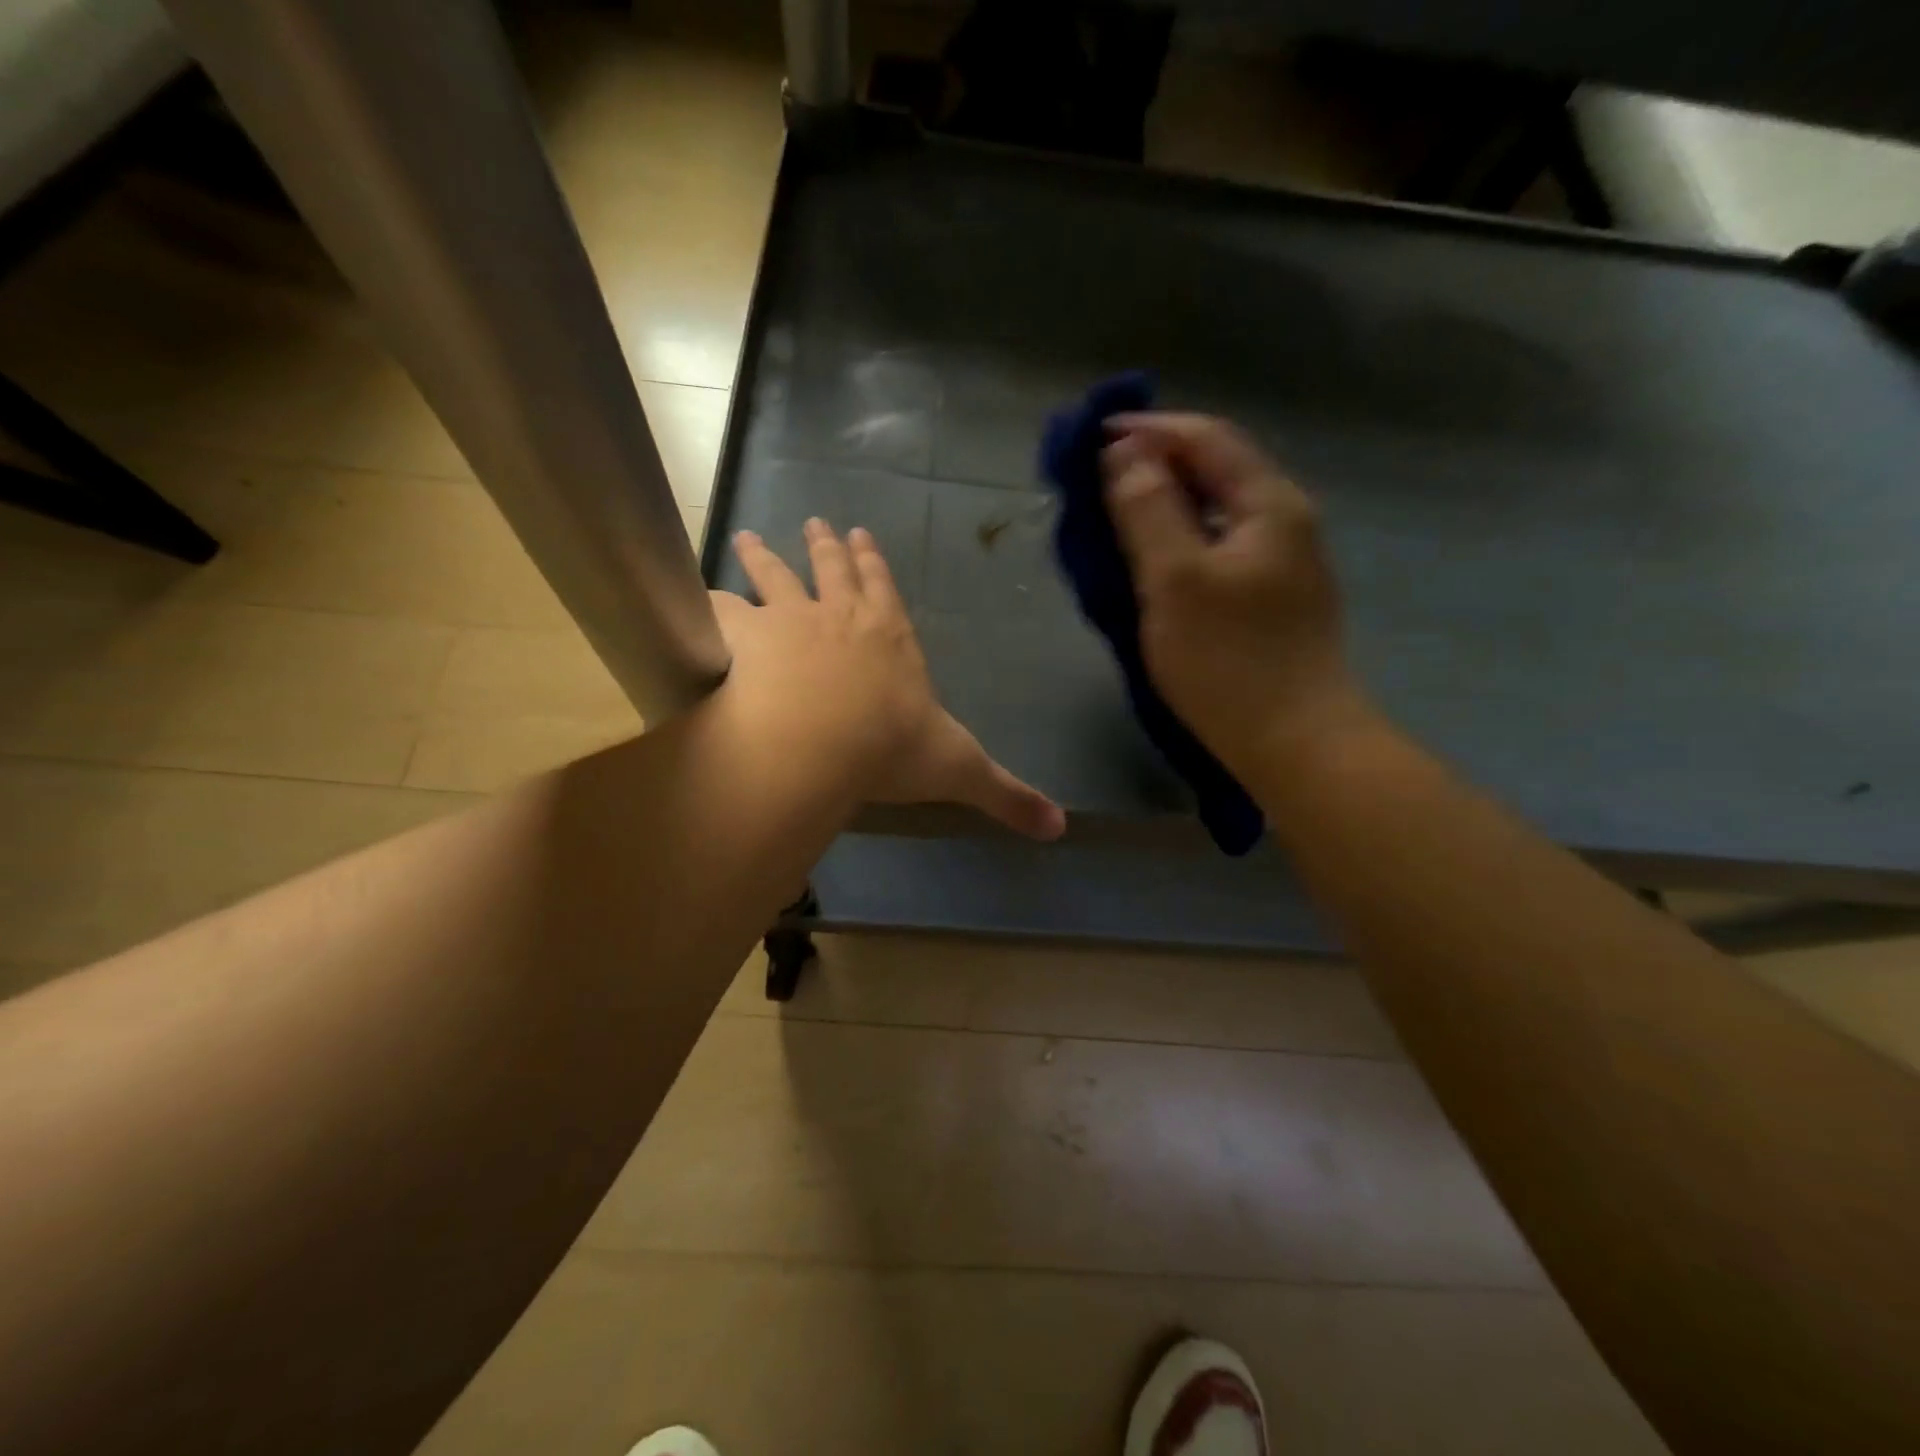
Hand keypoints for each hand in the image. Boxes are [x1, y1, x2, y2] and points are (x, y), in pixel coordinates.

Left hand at [717, 520, 1065, 839]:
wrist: (819, 744)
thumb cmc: (892, 750)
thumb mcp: (960, 772)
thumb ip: (1008, 797)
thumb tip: (1061, 830)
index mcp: (891, 639)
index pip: (884, 589)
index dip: (873, 562)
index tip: (859, 534)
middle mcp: (842, 617)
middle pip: (832, 571)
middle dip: (826, 546)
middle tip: (815, 522)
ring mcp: (790, 621)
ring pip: (775, 579)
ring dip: (763, 558)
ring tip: (746, 538)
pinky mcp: (746, 638)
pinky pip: (722, 612)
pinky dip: (711, 604)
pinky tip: (699, 599)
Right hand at [1101, 414, 1370, 777]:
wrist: (1295, 743)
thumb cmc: (1229, 660)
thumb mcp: (1175, 579)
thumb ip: (1149, 509)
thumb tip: (1124, 454)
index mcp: (1269, 504)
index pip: (1206, 437)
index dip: (1148, 429)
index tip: (1091, 438)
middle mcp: (1285, 521)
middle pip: (1216, 470)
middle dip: (1156, 464)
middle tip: (1097, 478)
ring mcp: (1284, 564)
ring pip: (1217, 513)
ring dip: (1166, 504)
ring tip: (1116, 516)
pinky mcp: (1272, 601)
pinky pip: (1220, 549)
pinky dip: (1181, 541)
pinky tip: (1154, 563)